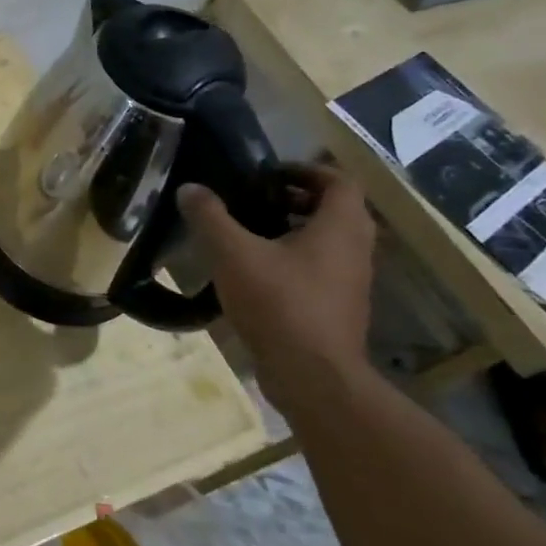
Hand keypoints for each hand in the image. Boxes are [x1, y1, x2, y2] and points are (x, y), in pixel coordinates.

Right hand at [178, 165, 374, 396]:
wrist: (312, 376)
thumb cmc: (279, 303)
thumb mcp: (233, 254)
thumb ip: (210, 217)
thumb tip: (189, 188)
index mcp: (340, 227)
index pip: (338, 180)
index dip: (305, 170)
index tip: (268, 173)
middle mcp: (355, 250)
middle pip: (336, 210)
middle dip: (298, 199)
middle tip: (257, 200)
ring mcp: (351, 283)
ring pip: (329, 243)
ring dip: (297, 231)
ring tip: (250, 235)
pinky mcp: (339, 309)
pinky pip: (321, 271)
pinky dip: (295, 261)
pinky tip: (256, 275)